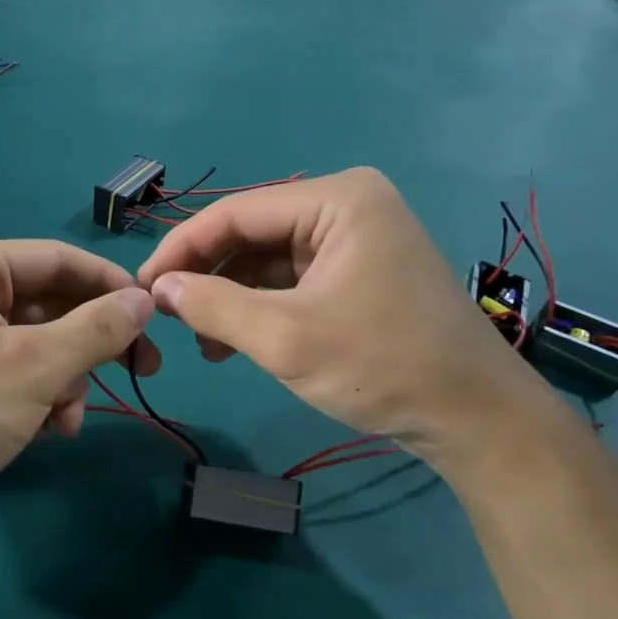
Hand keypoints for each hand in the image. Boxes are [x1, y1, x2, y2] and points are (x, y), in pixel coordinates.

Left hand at [0, 240, 159, 526]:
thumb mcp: (35, 367)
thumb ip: (97, 329)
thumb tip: (147, 299)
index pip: (57, 259)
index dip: (110, 285)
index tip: (156, 316)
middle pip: (50, 303)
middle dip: (89, 345)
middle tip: (143, 371)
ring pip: (38, 342)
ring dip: (65, 379)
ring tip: (68, 419)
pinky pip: (15, 369)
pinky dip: (40, 395)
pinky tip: (50, 430)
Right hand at [136, 169, 534, 460]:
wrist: (475, 418)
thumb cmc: (382, 366)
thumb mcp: (285, 338)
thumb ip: (211, 306)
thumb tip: (158, 288)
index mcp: (337, 199)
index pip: (235, 212)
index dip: (181, 248)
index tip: (142, 287)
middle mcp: (346, 204)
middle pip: (250, 232)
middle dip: (205, 275)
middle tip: (166, 315)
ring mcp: (355, 237)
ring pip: (266, 258)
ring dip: (228, 296)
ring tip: (201, 340)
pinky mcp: (357, 269)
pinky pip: (290, 277)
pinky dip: (258, 305)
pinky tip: (233, 340)